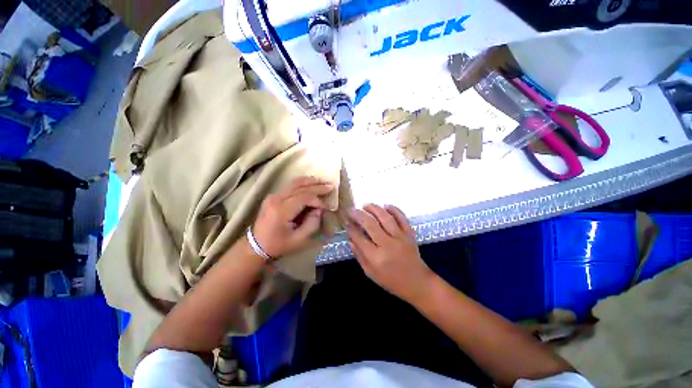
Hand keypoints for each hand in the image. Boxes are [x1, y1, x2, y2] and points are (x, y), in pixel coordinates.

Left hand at [253, 176, 333, 258]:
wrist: (256, 245)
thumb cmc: (278, 244)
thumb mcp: (298, 240)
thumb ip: (312, 224)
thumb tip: (318, 210)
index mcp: (282, 210)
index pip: (305, 197)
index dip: (317, 201)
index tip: (325, 208)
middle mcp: (277, 199)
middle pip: (300, 187)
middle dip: (317, 187)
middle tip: (331, 186)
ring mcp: (273, 195)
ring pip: (295, 183)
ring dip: (310, 181)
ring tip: (322, 181)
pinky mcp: (273, 196)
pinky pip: (290, 186)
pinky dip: (302, 183)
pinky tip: (310, 182)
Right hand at [346, 204, 436, 303]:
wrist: (417, 283)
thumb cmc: (391, 280)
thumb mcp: (370, 272)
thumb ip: (359, 255)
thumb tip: (350, 239)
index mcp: (376, 257)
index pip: (359, 238)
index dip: (350, 228)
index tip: (346, 222)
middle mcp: (388, 245)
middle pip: (370, 224)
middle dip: (359, 214)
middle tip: (352, 210)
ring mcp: (400, 237)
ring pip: (385, 217)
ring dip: (374, 208)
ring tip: (365, 205)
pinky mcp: (410, 234)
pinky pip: (402, 217)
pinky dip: (394, 209)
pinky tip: (385, 206)